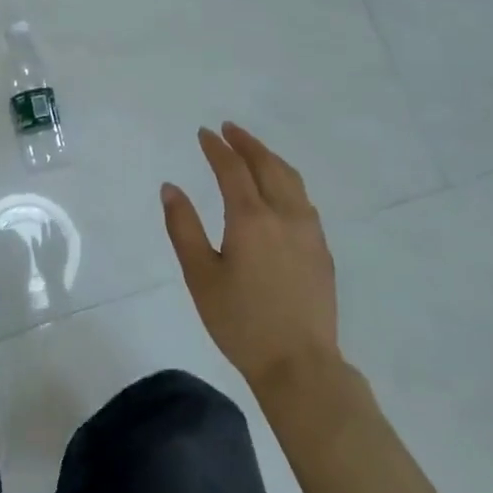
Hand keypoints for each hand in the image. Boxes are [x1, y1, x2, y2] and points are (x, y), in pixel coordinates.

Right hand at [161, 123, 342, 393]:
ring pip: (291, 179)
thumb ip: (183, 227)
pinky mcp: (321, 249)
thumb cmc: (240, 321)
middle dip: (246, 143)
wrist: (299, 364)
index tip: (204, 133)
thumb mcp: (200, 276)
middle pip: (267, 165)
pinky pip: (303, 199)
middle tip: (229, 129)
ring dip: (270, 158)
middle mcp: (284, 215)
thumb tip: (171, 188)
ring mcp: (309, 231)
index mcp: (251, 218)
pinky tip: (280, 190)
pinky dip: (287, 180)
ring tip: (253, 151)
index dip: (217, 148)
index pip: (232, 169)